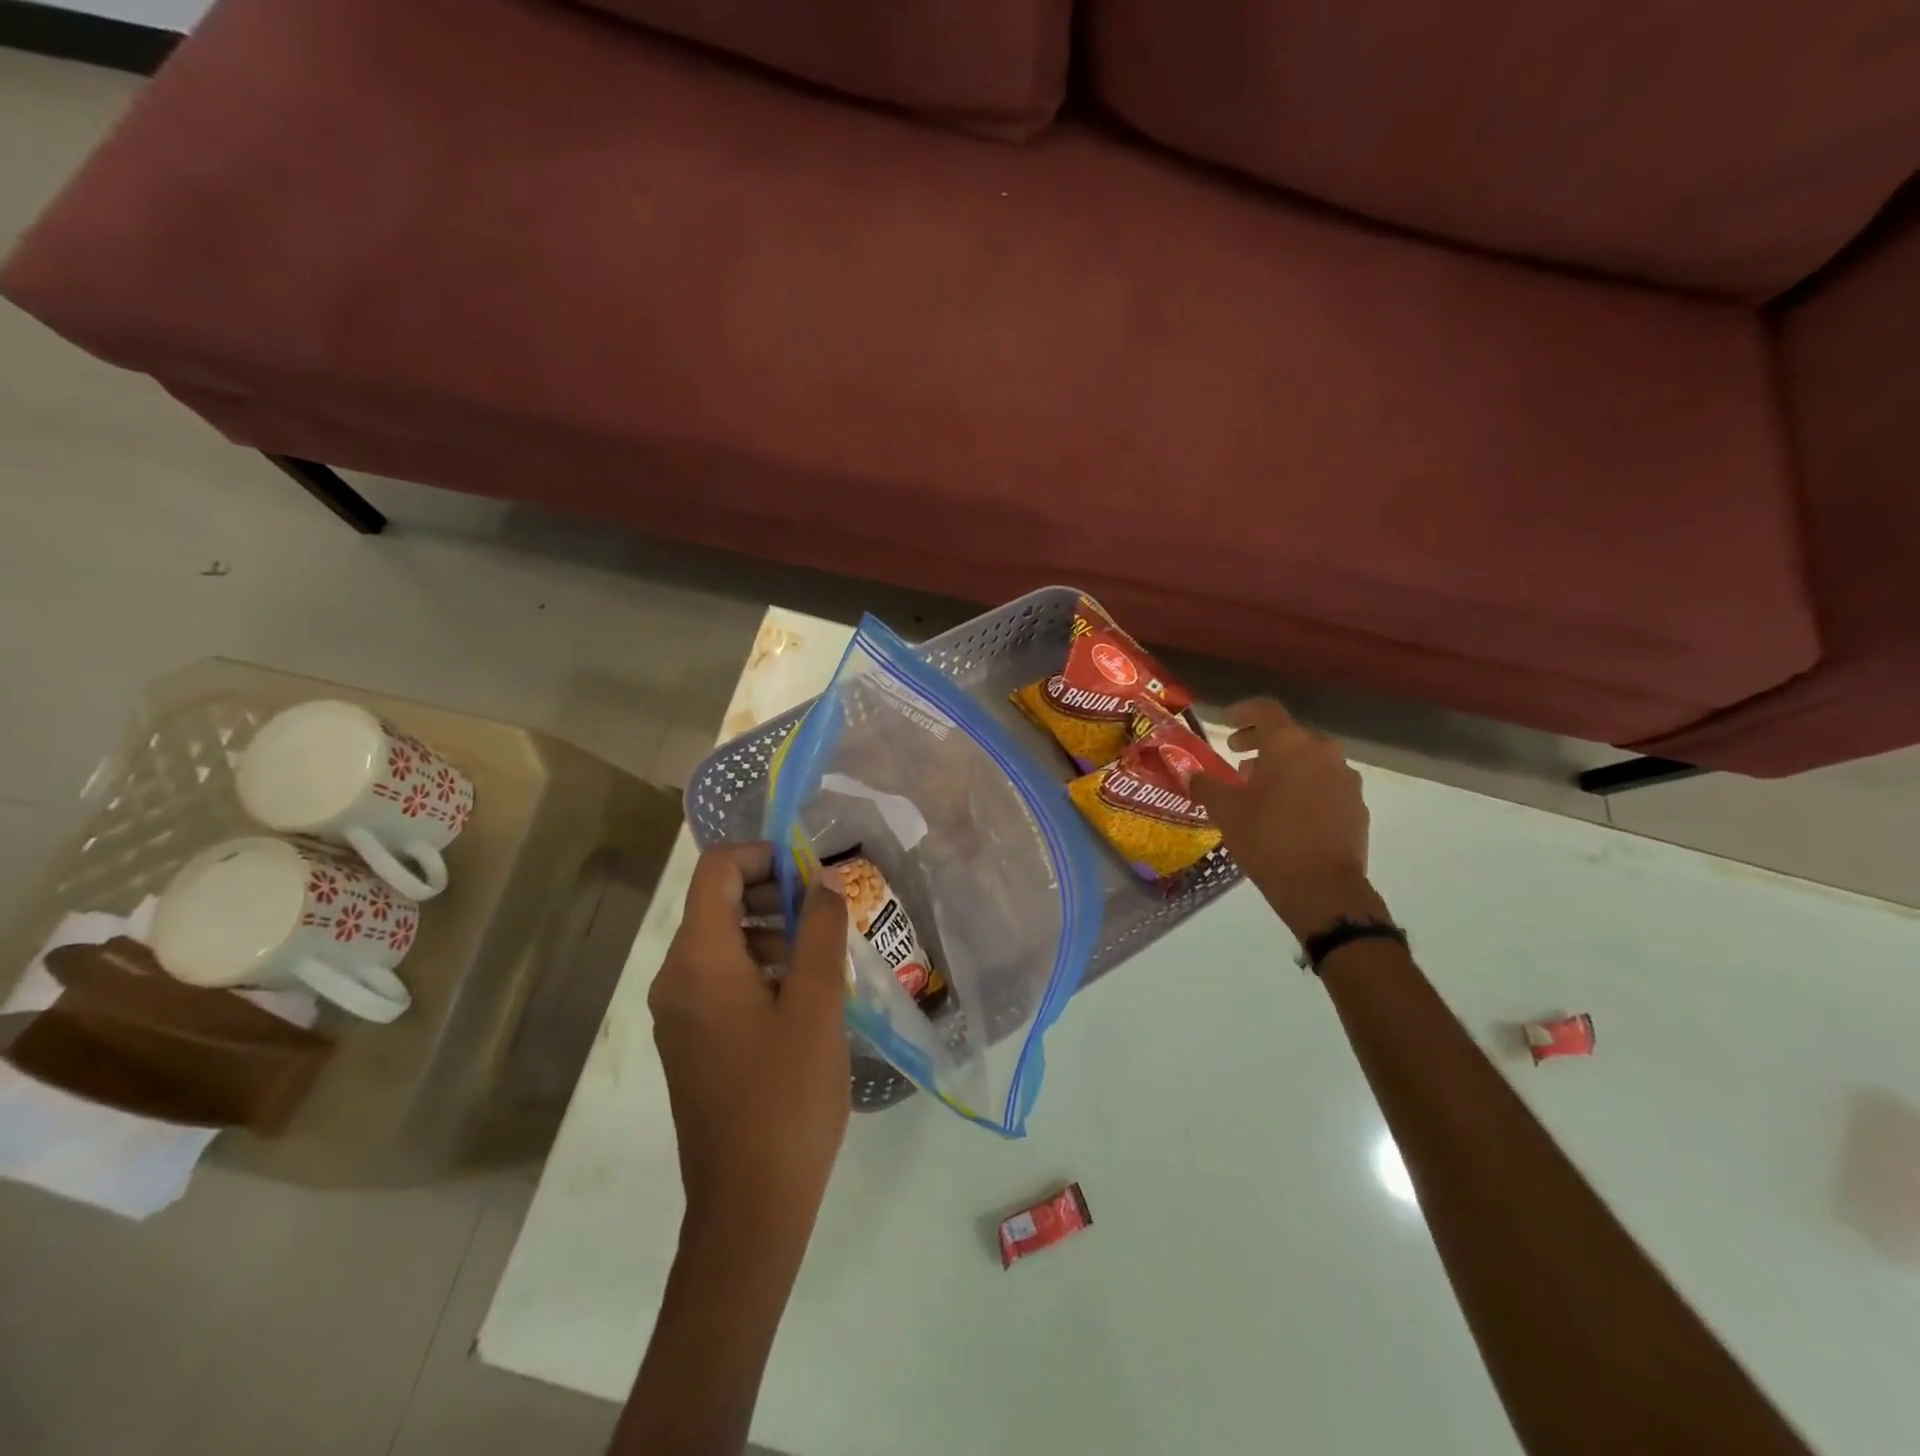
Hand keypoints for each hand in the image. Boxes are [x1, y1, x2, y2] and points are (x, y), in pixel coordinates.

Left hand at [649, 843, 850, 1245]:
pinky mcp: (691, 1042)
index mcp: (698, 961)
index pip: (716, 870)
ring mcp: (678, 1014)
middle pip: (717, 903)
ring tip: (823, 960)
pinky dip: (760, 968)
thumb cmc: (786, 1096)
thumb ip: (820, 931)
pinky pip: (721, 980)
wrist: (749, 1206)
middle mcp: (675, 978)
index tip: (811, 876)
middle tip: (827, 916)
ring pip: (723, 942)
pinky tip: (803, 999)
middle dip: (774, 895)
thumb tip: (824, 879)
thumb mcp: (816, 1004)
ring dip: (772, 933)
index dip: (763, 856)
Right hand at [1190, 698, 1387, 940]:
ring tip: (1262, 789)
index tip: (1226, 722)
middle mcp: (1322, 752)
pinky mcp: (1357, 806)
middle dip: (1262, 742)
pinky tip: (1288, 812)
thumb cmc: (1267, 838)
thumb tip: (1191, 775)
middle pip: (1290, 734)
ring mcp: (1345, 779)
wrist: (1322, 887)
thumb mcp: (1225, 810)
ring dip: (1285, 766)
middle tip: (1238, 757)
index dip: (1243, 711)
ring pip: (1311, 760)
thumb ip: (1206, 785)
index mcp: (1289, 744)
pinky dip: (1305, 787)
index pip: (1265, 709)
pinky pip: (1326, 784)